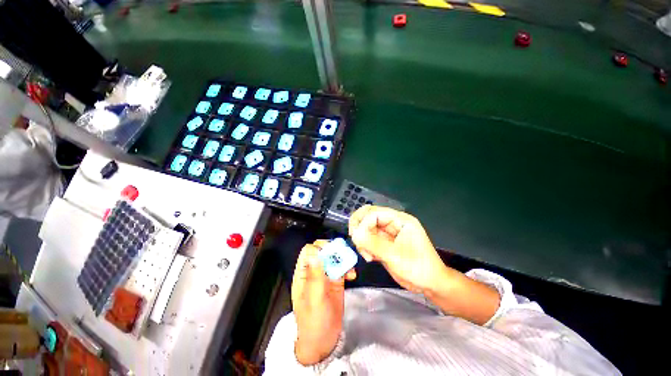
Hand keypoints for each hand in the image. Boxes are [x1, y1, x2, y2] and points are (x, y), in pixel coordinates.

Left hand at [291, 240, 355, 364]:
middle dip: (332, 250)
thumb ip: (315, 276)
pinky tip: (352, 275)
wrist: (324, 341)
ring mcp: (326, 275)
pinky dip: (348, 267)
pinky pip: (343, 267)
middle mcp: (315, 271)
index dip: (317, 248)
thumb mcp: (314, 299)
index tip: (329, 253)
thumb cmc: (314, 321)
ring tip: (350, 266)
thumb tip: (314, 254)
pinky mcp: (337, 281)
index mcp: (304, 274)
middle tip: (342, 255)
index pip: (308, 251)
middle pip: (322, 250)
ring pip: (334, 257)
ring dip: (343, 258)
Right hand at [349, 206, 447, 294]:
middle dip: (359, 227)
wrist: (430, 284)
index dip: (364, 223)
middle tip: (355, 241)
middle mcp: (393, 222)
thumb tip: (354, 234)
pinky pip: (368, 239)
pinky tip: (370, 257)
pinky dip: (365, 246)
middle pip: (368, 216)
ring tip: (367, 255)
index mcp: (400, 220)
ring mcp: (387, 232)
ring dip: (362, 239)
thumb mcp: (395, 256)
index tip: (357, 239)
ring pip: (366, 227)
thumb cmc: (418, 268)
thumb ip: (373, 244)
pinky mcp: (384, 242)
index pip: (375, 213)